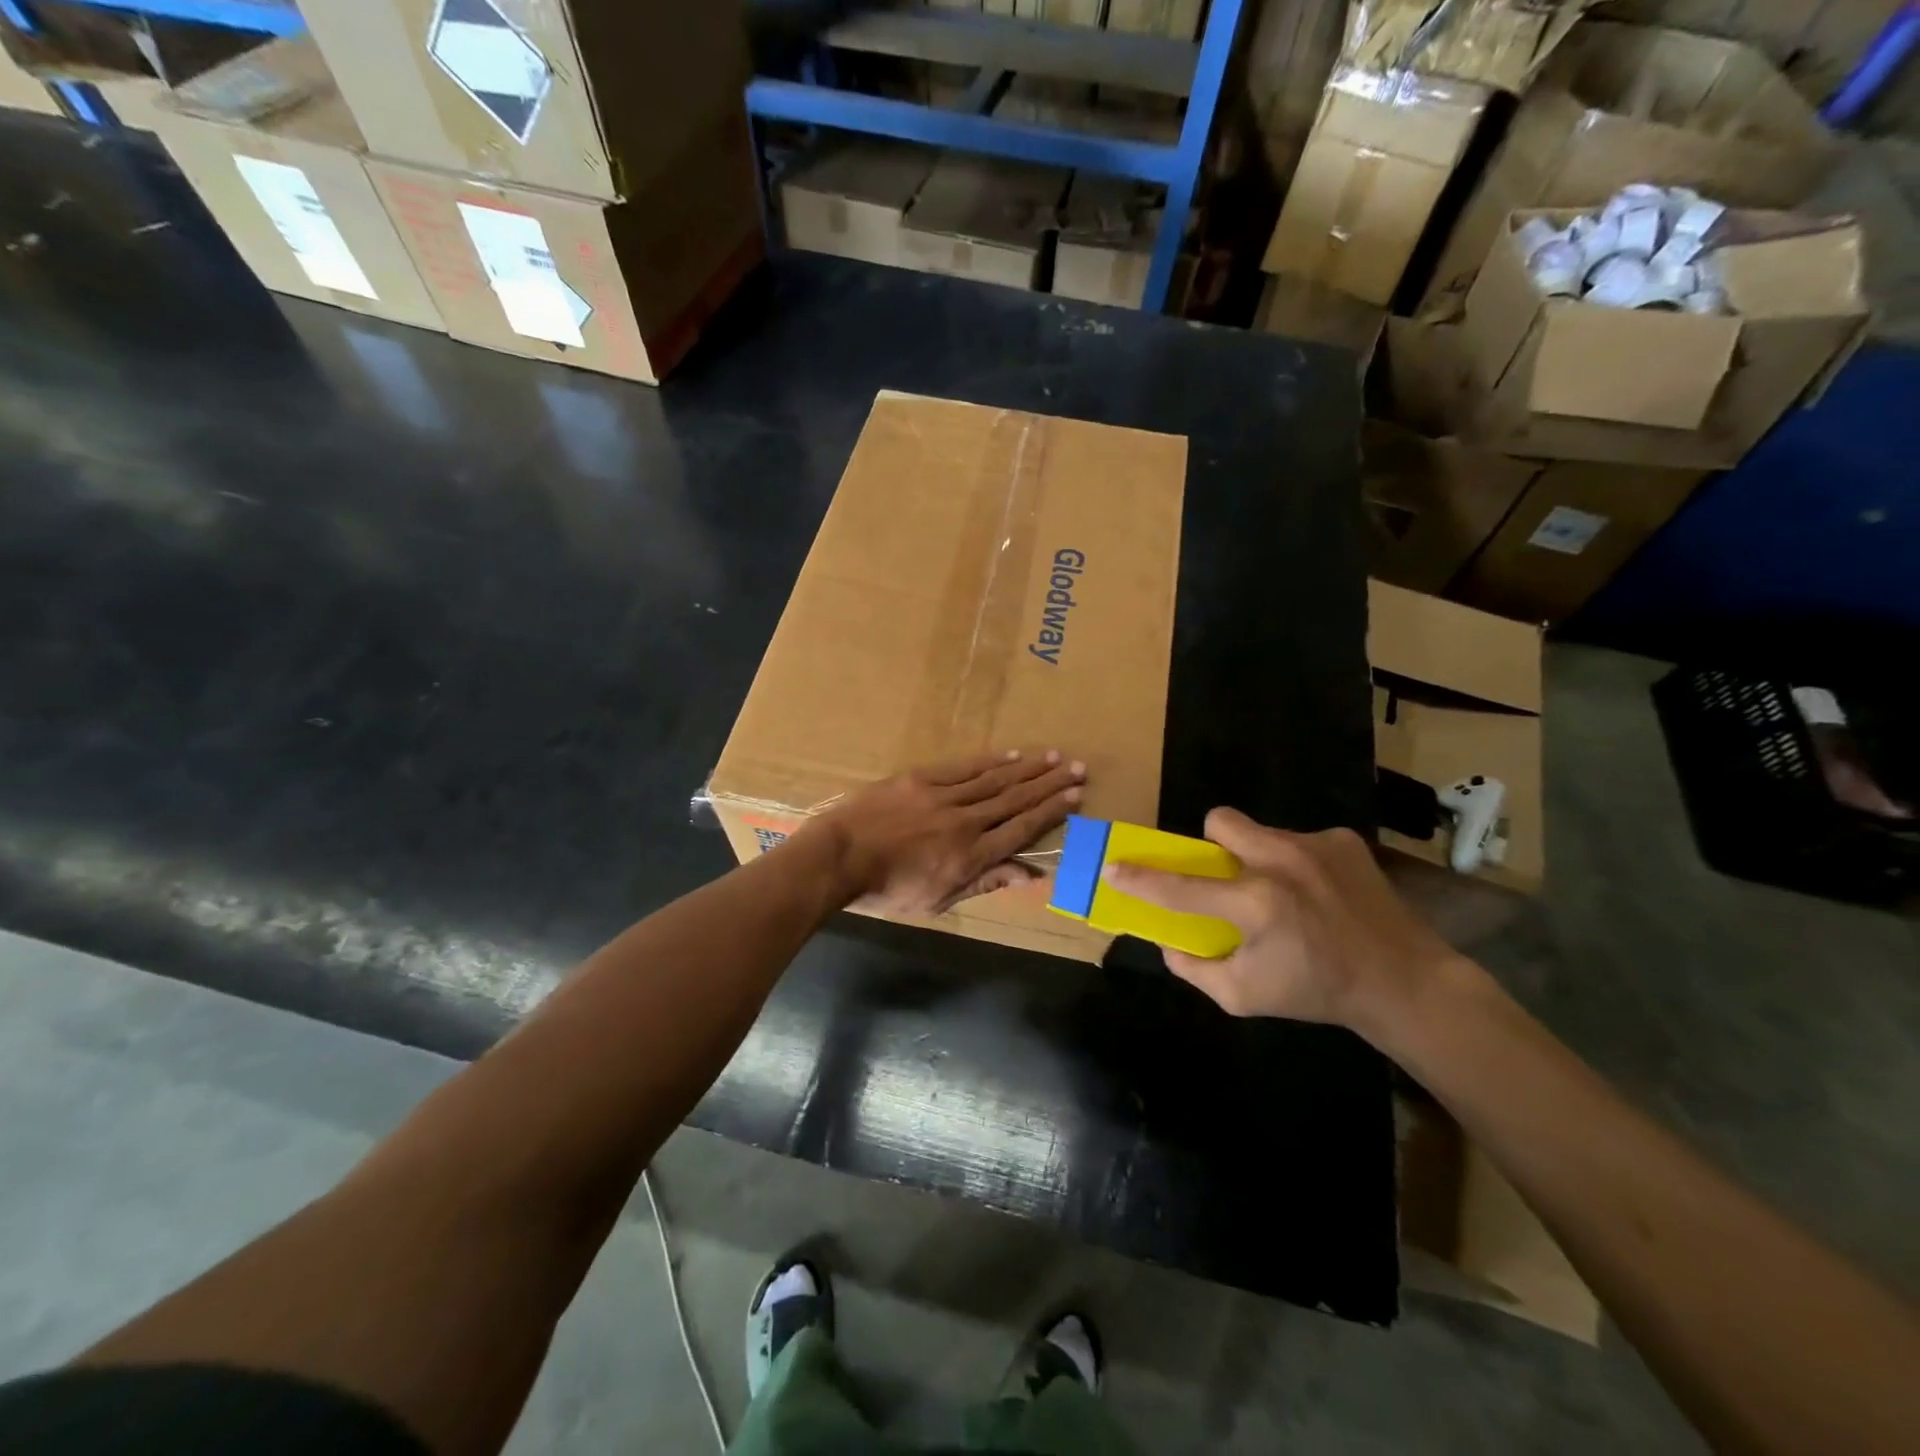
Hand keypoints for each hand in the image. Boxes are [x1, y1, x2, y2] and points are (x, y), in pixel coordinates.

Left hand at [806, 751, 1085, 915]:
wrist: (838, 859)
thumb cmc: (886, 891)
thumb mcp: (937, 901)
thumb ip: (984, 883)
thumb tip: (1027, 874)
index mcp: (970, 857)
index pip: (1021, 830)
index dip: (1051, 812)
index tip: (1076, 796)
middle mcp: (965, 823)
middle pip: (1015, 799)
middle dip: (1049, 784)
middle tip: (1077, 768)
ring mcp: (942, 797)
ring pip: (994, 779)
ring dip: (1027, 768)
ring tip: (1053, 756)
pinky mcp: (920, 780)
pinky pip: (963, 768)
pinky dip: (989, 761)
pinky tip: (1010, 755)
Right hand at [1103, 807, 1461, 1034]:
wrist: (1403, 982)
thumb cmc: (1316, 993)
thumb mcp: (1244, 997)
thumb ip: (1194, 969)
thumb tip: (1167, 941)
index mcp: (1256, 905)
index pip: (1180, 886)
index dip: (1140, 878)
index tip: (1112, 866)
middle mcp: (1282, 862)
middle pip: (1220, 822)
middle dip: (1212, 845)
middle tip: (1227, 877)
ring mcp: (1315, 845)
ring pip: (1260, 831)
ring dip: (1257, 856)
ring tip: (1284, 892)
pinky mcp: (1342, 840)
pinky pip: (1298, 839)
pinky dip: (1297, 862)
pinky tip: (1319, 893)